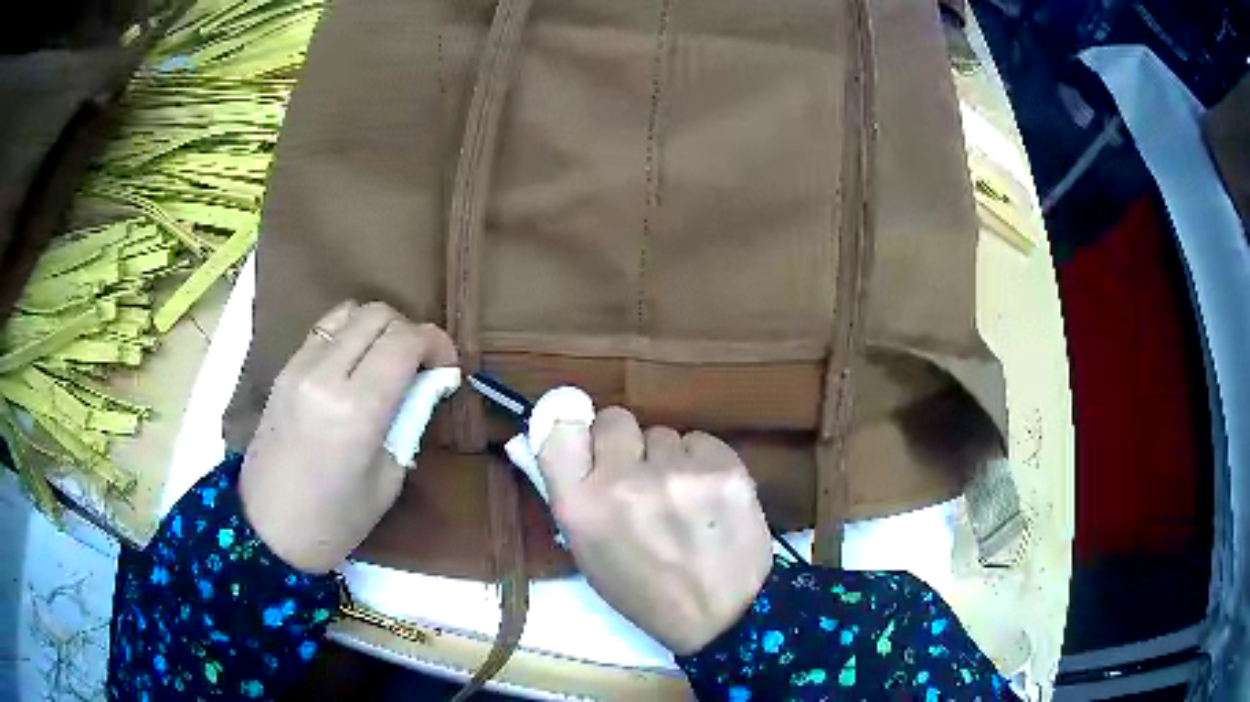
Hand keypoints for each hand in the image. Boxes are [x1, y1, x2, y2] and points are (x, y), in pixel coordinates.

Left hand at [239, 301, 456, 572]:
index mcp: (356, 409)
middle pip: (377, 314)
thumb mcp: (387, 479)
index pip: (405, 341)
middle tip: (420, 365)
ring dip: (377, 327)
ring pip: (349, 311)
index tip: (448, 366)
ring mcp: (298, 366)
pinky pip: (324, 329)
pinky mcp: (283, 369)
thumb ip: (409, 420)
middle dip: (409, 330)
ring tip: (386, 360)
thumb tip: (429, 382)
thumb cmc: (335, 521)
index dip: (436, 343)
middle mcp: (324, 374)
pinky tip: (355, 366)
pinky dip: (349, 334)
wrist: (267, 529)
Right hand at [537, 408, 771, 654]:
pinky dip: (701, 462)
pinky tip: (710, 497)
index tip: (587, 441)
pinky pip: (700, 441)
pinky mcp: (725, 467)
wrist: (723, 615)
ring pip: (663, 433)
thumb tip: (559, 437)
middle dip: (624, 443)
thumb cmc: (645, 591)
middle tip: (639, 475)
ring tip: (682, 499)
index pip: (559, 428)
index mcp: (581, 507)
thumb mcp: (589, 553)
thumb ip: (574, 494)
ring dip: (667, 458)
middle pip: (615, 418)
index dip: (573, 428)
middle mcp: (624, 482)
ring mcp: (679, 472)